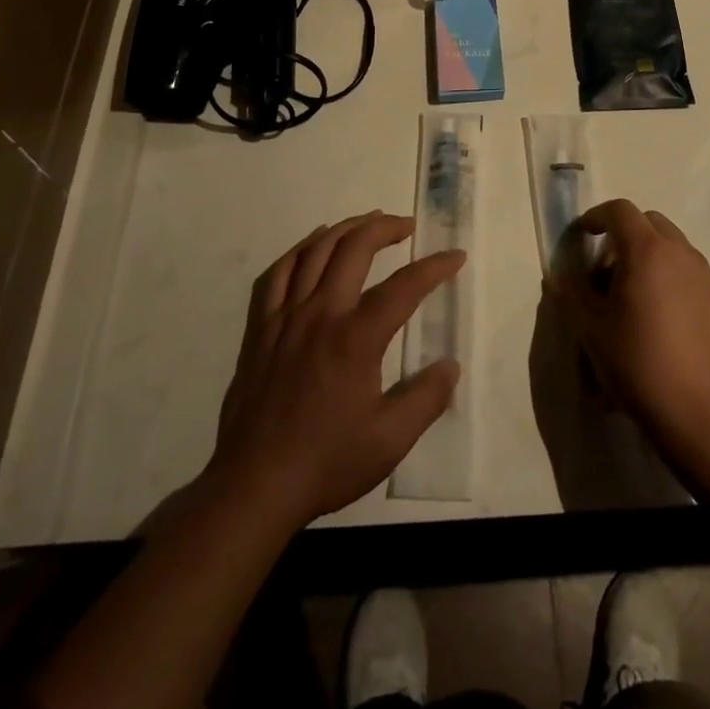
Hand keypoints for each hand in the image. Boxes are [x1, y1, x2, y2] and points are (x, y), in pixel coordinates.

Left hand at [206, 211, 463, 529]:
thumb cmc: (326, 462)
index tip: (455, 257)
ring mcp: (285, 317)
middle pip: (355, 248)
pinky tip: (312, 245)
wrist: (254, 486)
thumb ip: (426, 398)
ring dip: (345, 229)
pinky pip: (276, 273)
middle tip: (406, 226)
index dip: (434, 267)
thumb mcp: (390, 441)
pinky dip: (298, 250)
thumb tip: (450, 365)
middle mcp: (321, 314)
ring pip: (315, 251)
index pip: (404, 286)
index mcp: (356, 338)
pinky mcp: (260, 328)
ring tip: (367, 223)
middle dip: (386, 228)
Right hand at [548, 200, 709, 463]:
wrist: (700, 413)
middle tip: (604, 271)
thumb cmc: (638, 365)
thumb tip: (562, 274)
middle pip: (648, 222)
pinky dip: (667, 273)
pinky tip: (657, 315)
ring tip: (630, 296)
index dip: (596, 217)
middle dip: (622, 234)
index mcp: (647, 251)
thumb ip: (572, 293)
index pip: (619, 211)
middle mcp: (679, 252)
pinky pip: (686, 268)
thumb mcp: (591, 330)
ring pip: (670, 244)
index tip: (582, 237)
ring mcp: (703, 274)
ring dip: (646, 254)